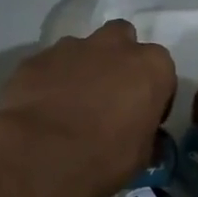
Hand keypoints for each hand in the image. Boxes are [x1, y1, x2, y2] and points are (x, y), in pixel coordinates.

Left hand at [0, 20, 176, 196]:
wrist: (40, 155)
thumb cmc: (104, 157)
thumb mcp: (141, 156)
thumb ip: (145, 135)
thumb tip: (142, 136)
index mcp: (150, 66)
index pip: (161, 71)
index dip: (152, 93)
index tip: (142, 115)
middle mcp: (114, 46)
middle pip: (122, 39)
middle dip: (118, 60)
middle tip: (109, 94)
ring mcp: (71, 47)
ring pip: (83, 49)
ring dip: (82, 69)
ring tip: (71, 104)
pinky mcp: (36, 59)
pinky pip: (50, 66)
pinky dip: (50, 80)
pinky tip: (43, 108)